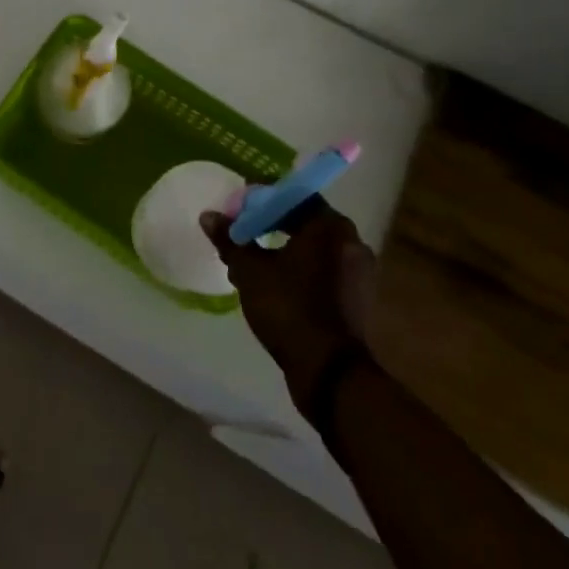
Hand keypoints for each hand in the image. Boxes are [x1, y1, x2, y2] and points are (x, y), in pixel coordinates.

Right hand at [201, 198, 376, 408]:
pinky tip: (274, 282)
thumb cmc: (289, 308)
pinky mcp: (357, 299)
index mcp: (330, 227)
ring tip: (253, 259)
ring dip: (284, 248)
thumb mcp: (249, 270)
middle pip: (305, 220)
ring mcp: (359, 273)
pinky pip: (323, 270)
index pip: (294, 195)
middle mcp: (351, 243)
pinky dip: (300, 269)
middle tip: (242, 230)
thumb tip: (209, 216)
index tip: (240, 206)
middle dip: (271, 223)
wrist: (330, 372)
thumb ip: (230, 239)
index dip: (263, 197)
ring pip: (314, 248)